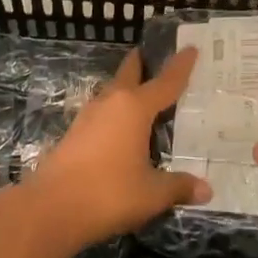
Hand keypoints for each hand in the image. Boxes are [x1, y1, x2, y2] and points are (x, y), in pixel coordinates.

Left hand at [24, 47, 211, 247]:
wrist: (51, 209)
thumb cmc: (109, 193)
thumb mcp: (152, 193)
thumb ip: (179, 187)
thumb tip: (206, 190)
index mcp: (134, 108)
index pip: (165, 82)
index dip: (180, 66)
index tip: (190, 48)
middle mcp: (110, 104)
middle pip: (128, 74)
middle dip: (141, 64)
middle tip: (156, 56)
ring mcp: (87, 118)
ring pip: (111, 93)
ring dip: (125, 89)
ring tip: (143, 95)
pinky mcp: (73, 136)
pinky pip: (102, 114)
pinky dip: (115, 113)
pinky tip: (121, 129)